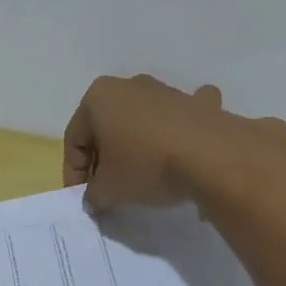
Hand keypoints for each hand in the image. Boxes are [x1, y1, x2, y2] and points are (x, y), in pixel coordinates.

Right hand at [64, 74, 277, 211]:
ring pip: (140, 122)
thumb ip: (93, 194)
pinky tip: (183, 147)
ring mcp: (166, 91)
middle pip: (106, 128)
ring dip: (136, 147)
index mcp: (99, 97)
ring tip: (141, 179)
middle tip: (107, 191)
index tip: (82, 199)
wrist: (212, 156)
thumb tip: (95, 198)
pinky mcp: (197, 104)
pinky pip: (179, 118)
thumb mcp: (109, 190)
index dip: (73, 173)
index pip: (74, 140)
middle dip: (104, 159)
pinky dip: (178, 131)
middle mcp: (130, 86)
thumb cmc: (146, 166)